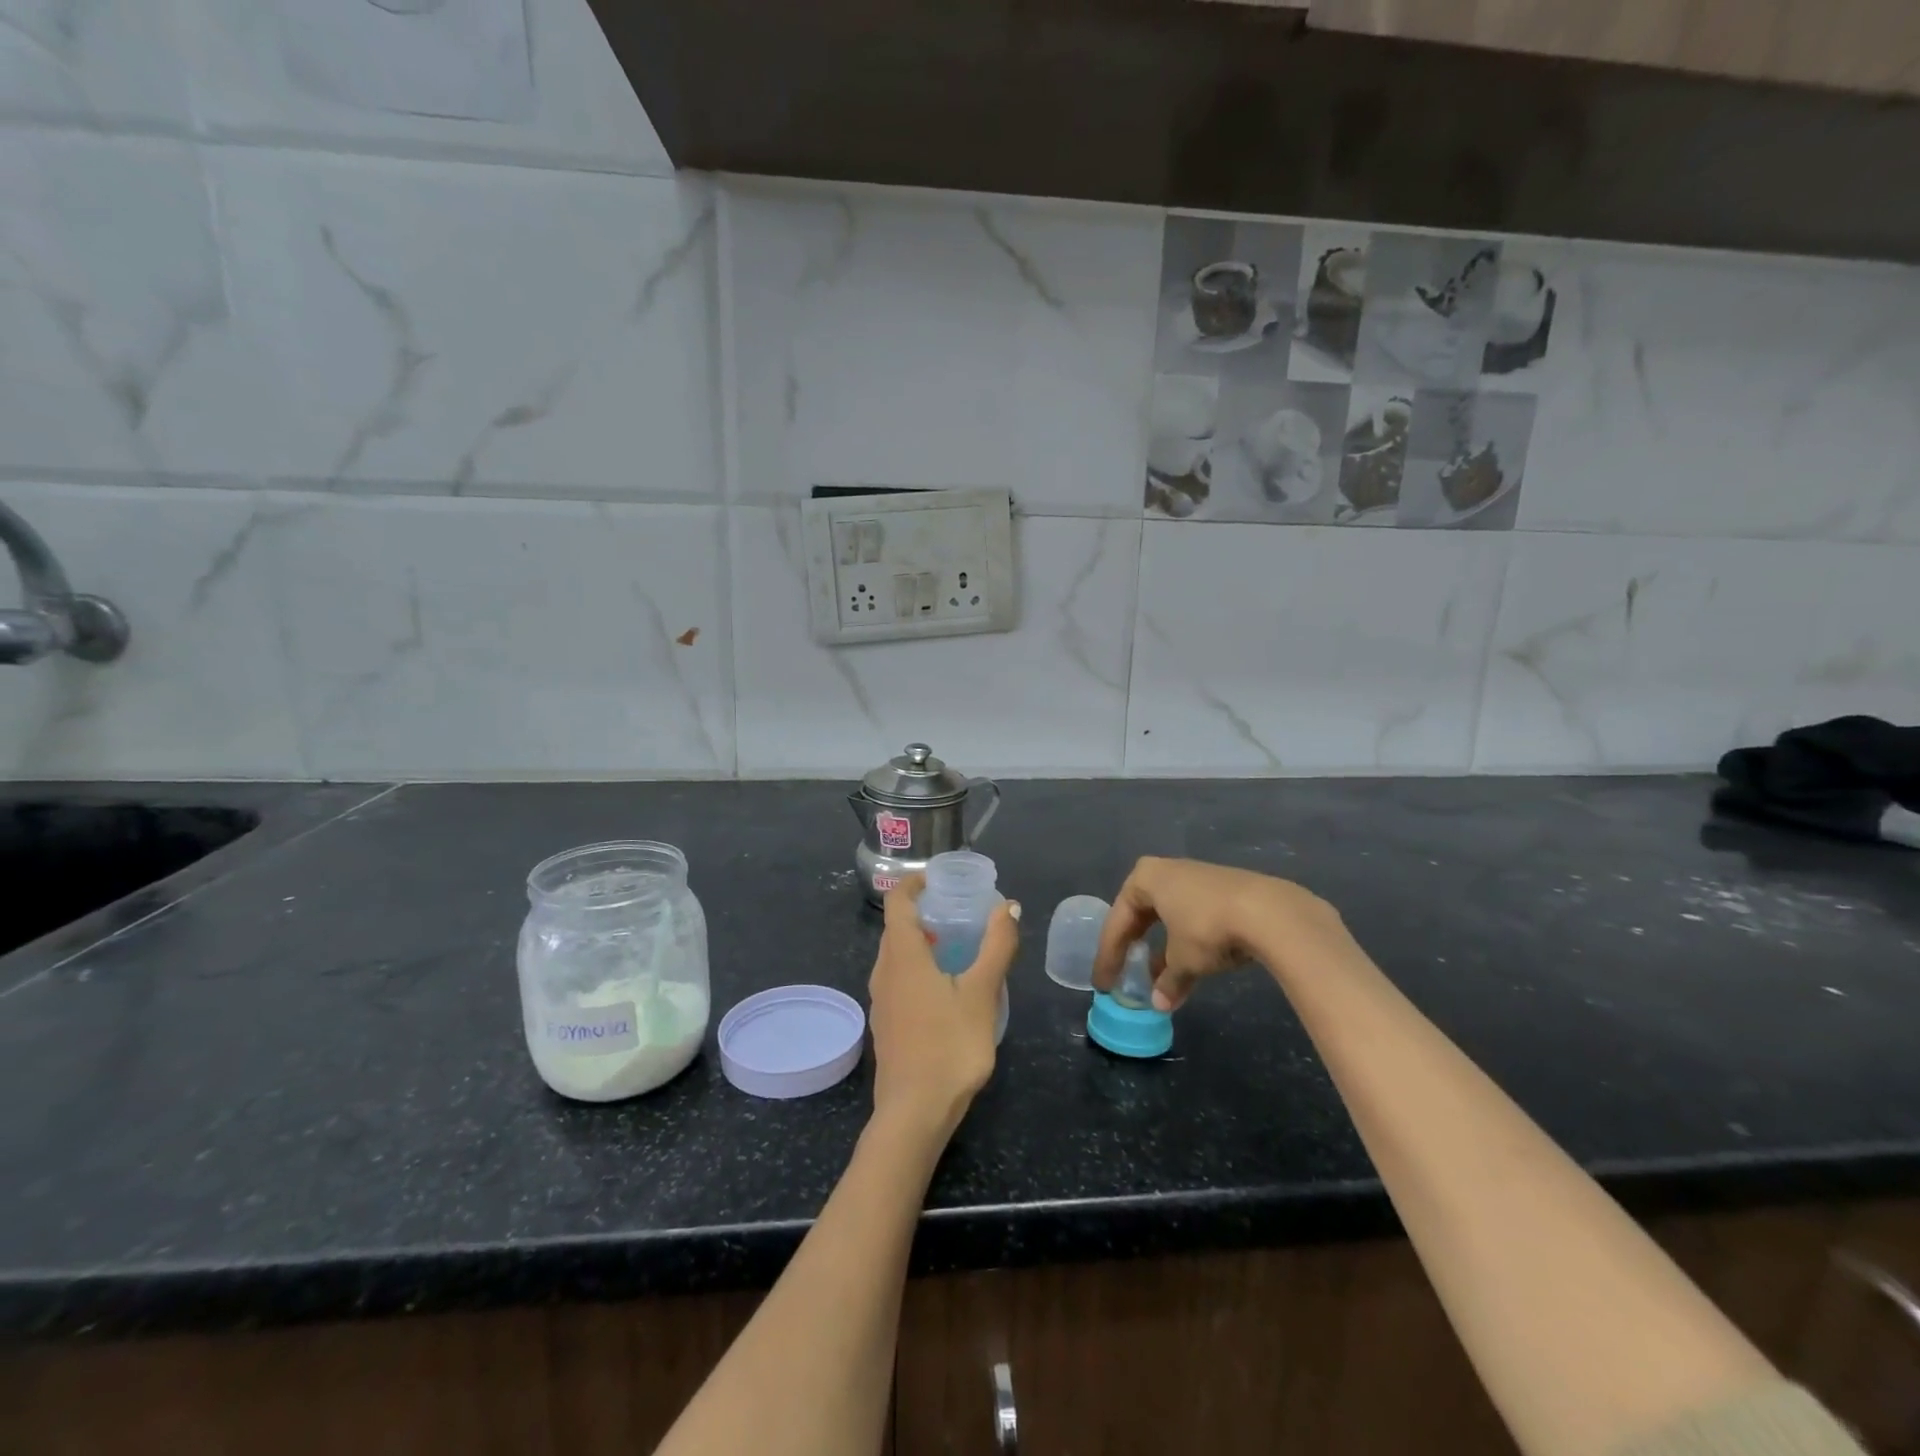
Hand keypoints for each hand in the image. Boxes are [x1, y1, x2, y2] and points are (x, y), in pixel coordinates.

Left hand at [868, 875, 1019, 1137]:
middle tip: (960, 912)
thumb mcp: (981, 993)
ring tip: (959, 947)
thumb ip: (996, 946)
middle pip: (898, 928)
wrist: (914, 1113)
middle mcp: (884, 971)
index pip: (898, 901)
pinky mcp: (886, 1024)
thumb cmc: (949, 1046)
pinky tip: (947, 988)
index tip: (941, 880)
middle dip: (925, 913)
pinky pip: (899, 980)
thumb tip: (1009, 906)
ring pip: (898, 956)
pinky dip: (919, 968)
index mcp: (902, 955)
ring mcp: (881, 1000)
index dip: (915, 883)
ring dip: (923, 943)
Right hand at [1091, 857, 1336, 1010]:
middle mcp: (1166, 871)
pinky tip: (1191, 964)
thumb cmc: (1208, 929)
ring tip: (1158, 976)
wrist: (1269, 912)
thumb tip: (1159, 1004)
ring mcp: (1196, 877)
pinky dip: (1185, 941)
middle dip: (1132, 947)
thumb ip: (1167, 981)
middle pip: (1140, 914)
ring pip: (1168, 916)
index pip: (1118, 922)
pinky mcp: (1223, 889)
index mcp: (1145, 878)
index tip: (1103, 984)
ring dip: (1160, 948)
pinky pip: (1192, 916)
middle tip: (1123, 974)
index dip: (1109, 956)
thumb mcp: (1183, 961)